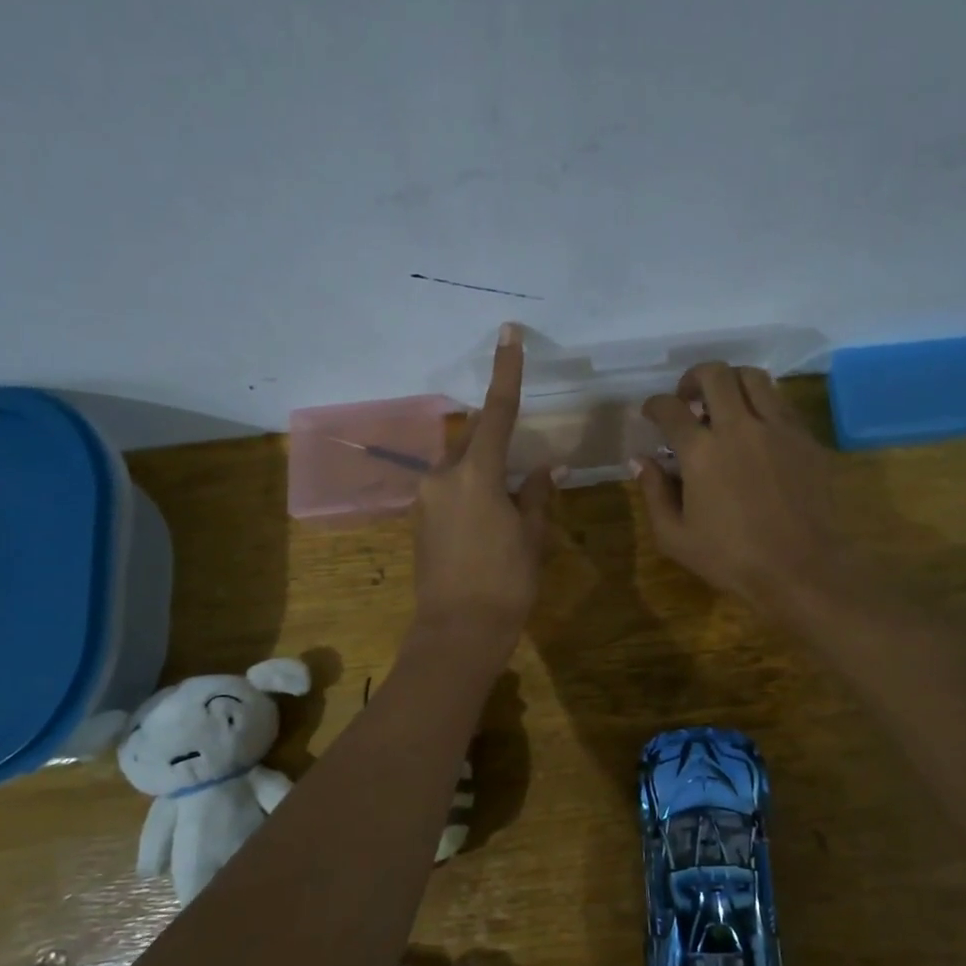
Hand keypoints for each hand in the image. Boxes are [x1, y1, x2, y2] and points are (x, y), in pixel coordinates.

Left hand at [412, 324, 554, 652]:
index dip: (506, 371)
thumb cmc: (505, 583)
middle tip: (521, 450)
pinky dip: (471, 487)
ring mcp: (426, 498)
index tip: (509, 334)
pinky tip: (489, 514)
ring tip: (510, 492)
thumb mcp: (531, 537)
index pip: (497, 412)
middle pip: (473, 437)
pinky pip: (449, 488)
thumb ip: (536, 496)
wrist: (457, 631)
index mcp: (476, 474)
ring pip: (460, 463)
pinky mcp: (420, 520)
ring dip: (484, 464)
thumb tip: (545, 469)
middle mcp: (444, 477)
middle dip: (496, 432)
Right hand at [637, 362, 842, 613]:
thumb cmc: (730, 558)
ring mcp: (778, 429)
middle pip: (715, 374)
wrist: (800, 567)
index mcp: (701, 451)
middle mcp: (740, 427)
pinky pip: (781, 403)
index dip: (655, 405)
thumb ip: (654, 492)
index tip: (652, 413)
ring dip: (731, 382)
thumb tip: (640, 460)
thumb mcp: (675, 536)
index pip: (671, 409)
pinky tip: (756, 429)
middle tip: (688, 398)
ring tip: (724, 404)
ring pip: (753, 378)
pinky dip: (761, 404)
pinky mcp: (806, 439)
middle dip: (693, 378)